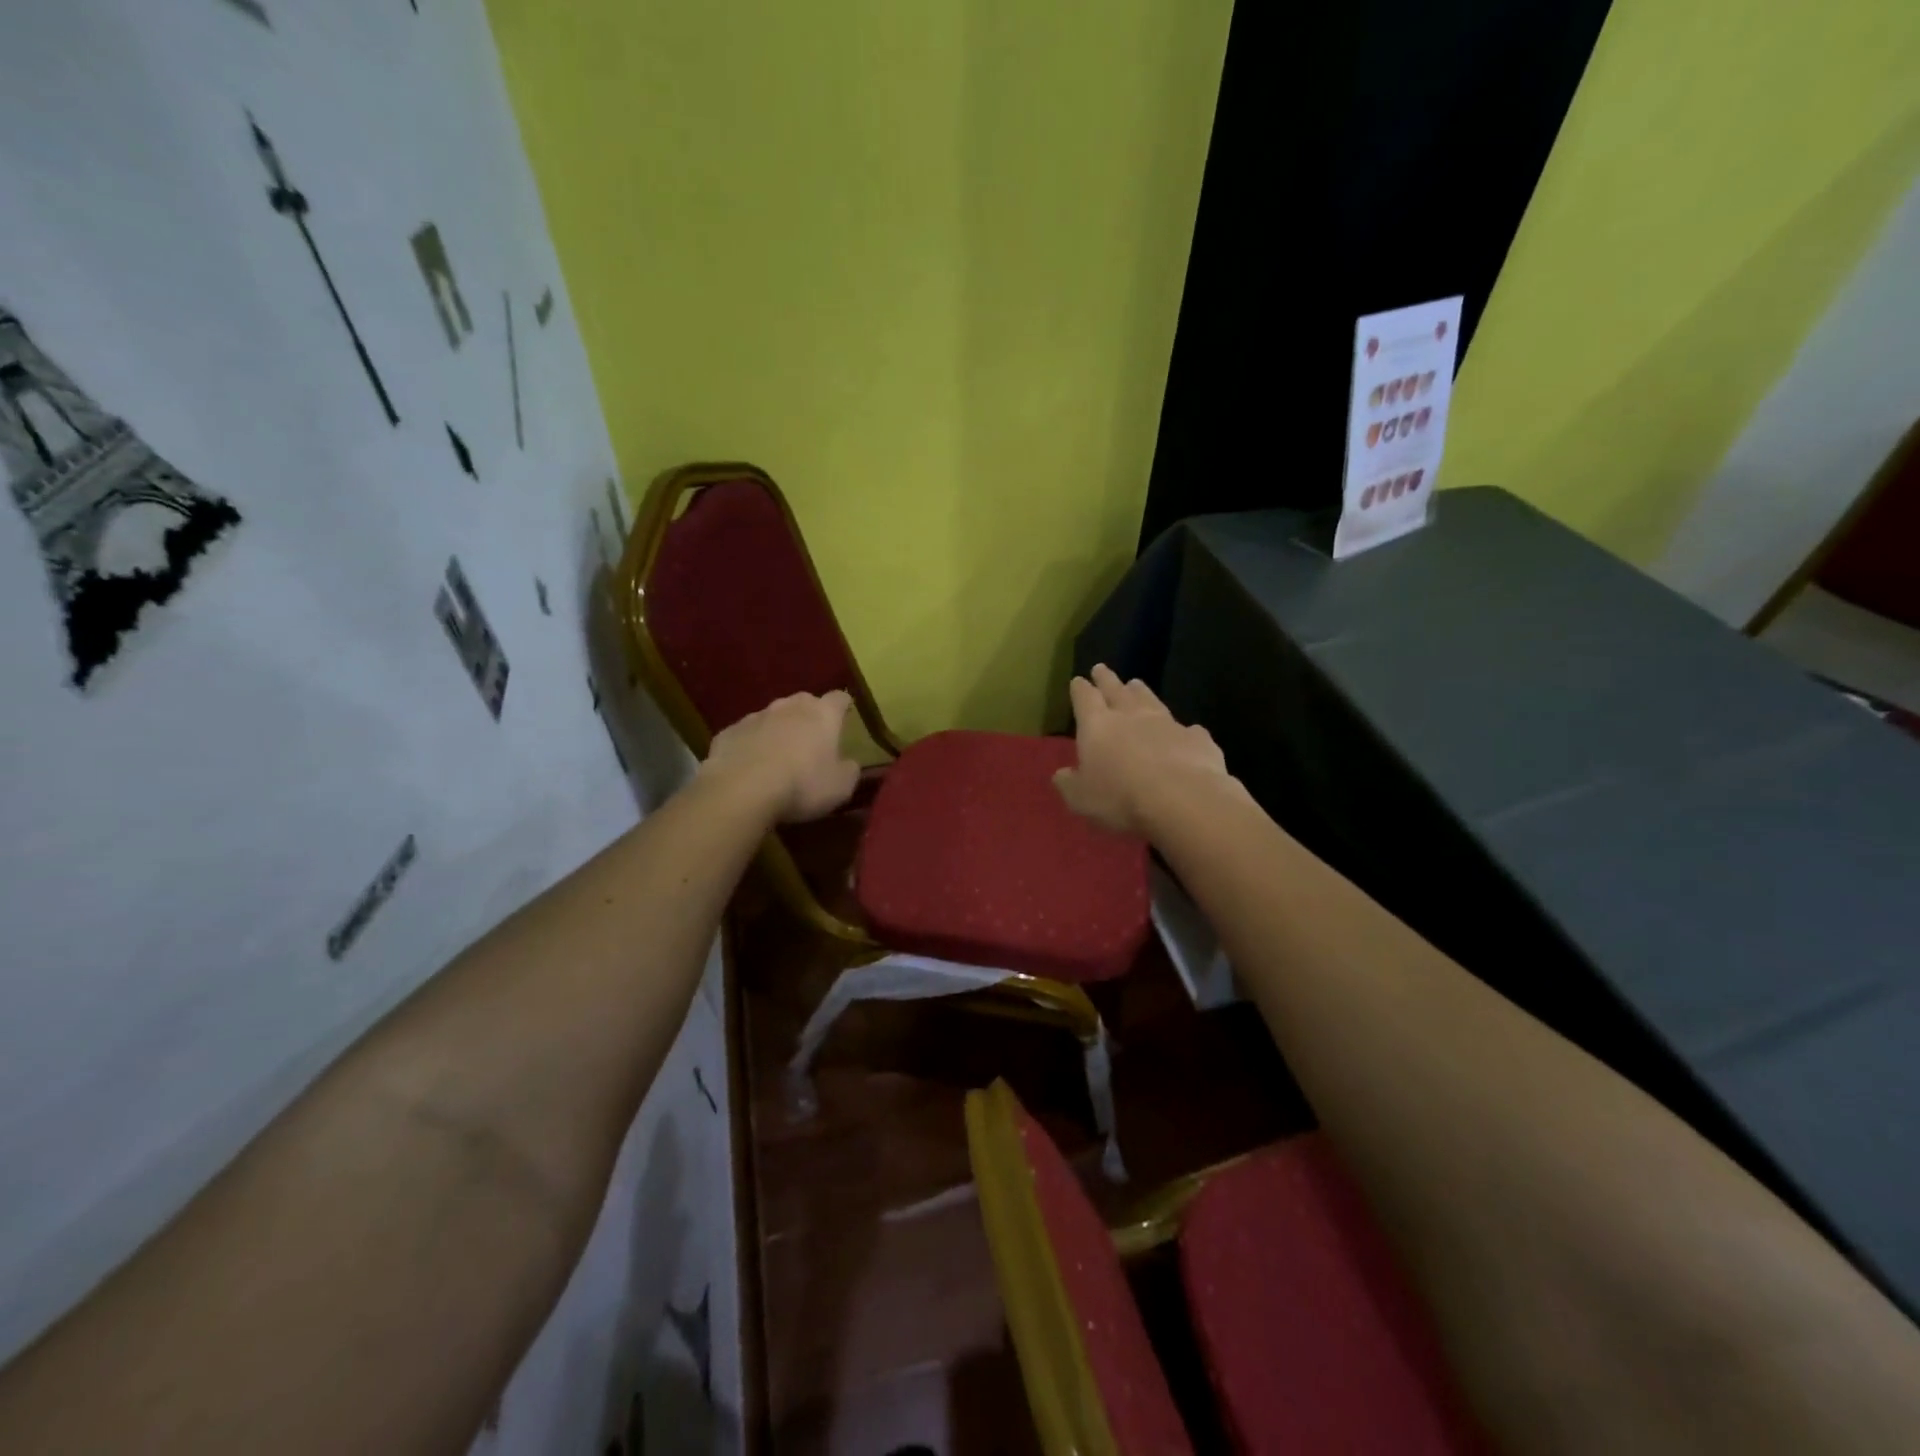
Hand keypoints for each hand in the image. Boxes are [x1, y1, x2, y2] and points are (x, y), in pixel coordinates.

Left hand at [700, 690, 861, 823]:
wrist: (741, 791)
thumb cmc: (802, 785)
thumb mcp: (841, 787)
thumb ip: (849, 770)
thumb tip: (849, 763)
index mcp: (822, 714)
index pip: (839, 698)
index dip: (843, 708)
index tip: (845, 718)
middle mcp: (789, 706)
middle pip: (804, 703)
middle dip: (809, 717)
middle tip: (811, 741)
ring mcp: (755, 716)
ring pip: (772, 717)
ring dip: (778, 730)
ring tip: (778, 757)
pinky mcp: (728, 732)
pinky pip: (746, 735)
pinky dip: (751, 745)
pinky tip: (749, 767)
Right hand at [1053, 664, 1232, 836]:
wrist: (1182, 799)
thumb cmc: (1120, 798)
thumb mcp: (1082, 799)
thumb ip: (1070, 784)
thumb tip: (1061, 774)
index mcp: (1098, 726)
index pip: (1085, 699)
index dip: (1080, 690)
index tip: (1078, 680)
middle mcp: (1131, 716)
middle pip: (1117, 690)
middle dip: (1107, 679)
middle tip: (1101, 668)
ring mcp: (1167, 724)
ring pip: (1151, 700)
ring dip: (1141, 692)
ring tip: (1136, 683)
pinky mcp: (1197, 739)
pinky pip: (1187, 729)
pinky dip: (1182, 729)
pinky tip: (1186, 732)